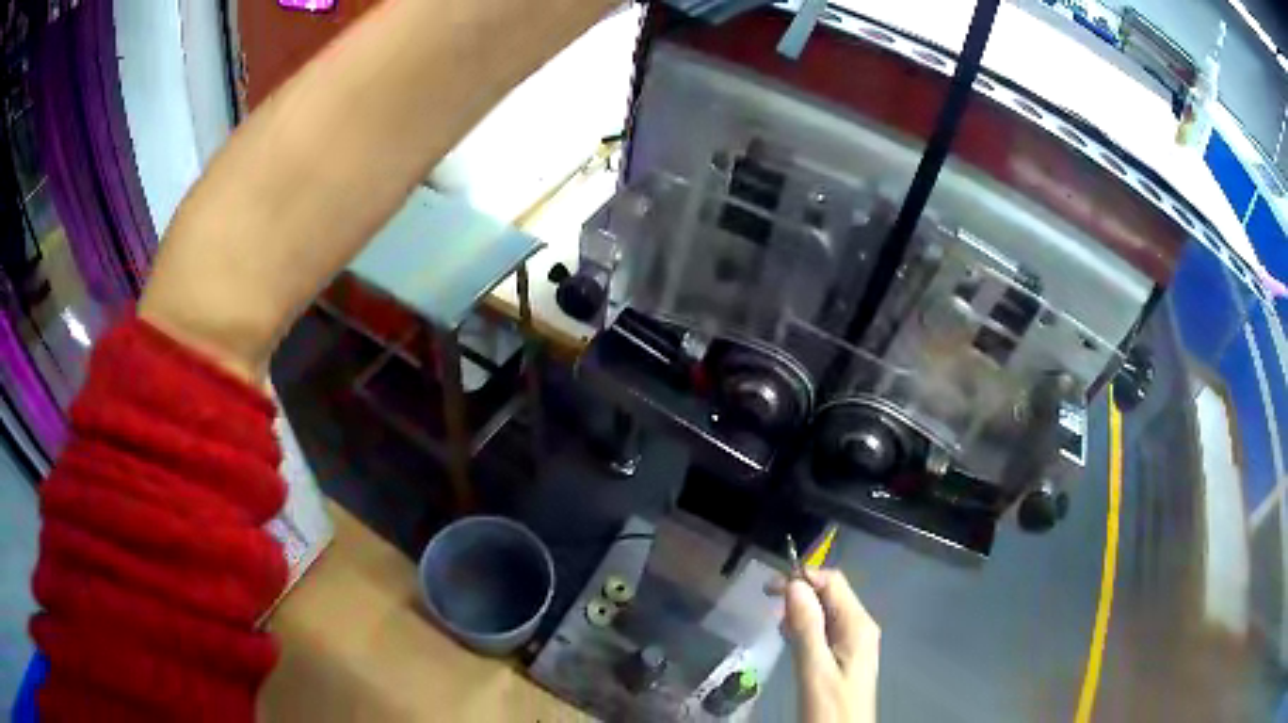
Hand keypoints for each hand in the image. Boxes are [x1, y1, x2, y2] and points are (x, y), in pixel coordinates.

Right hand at [781, 569, 879, 722]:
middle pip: (830, 594)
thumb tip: (794, 585)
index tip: (769, 590)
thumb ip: (806, 626)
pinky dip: (807, 628)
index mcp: (858, 624)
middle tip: (769, 611)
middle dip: (800, 595)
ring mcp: (855, 640)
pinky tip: (792, 641)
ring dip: (801, 613)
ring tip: (780, 629)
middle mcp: (860, 626)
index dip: (802, 578)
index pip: (832, 582)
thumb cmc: (830, 705)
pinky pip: (826, 629)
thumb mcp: (815, 667)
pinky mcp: (846, 654)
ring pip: (826, 611)